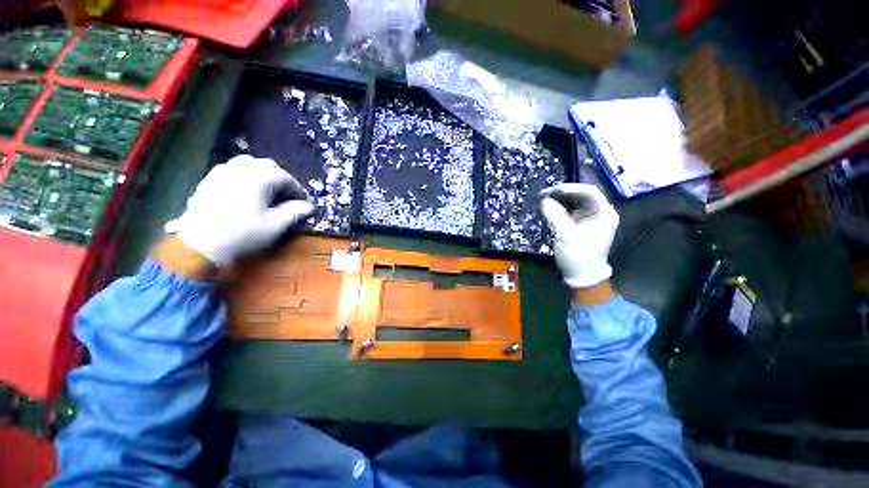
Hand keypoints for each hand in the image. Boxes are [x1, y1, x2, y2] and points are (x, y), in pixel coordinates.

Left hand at [165, 155, 314, 266]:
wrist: (200, 245)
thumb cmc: (244, 234)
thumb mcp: (276, 225)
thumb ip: (295, 212)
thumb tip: (309, 207)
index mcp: (260, 178)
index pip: (286, 178)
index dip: (299, 190)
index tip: (305, 203)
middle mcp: (242, 169)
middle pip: (268, 166)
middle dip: (282, 179)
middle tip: (288, 196)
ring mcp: (222, 172)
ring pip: (248, 163)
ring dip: (262, 174)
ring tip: (268, 190)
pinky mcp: (209, 180)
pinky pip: (231, 169)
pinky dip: (244, 176)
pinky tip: (245, 190)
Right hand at [540, 183, 619, 289]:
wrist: (581, 276)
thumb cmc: (578, 257)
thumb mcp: (566, 237)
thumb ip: (555, 216)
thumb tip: (544, 200)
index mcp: (603, 214)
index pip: (590, 192)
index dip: (570, 188)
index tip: (552, 190)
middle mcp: (598, 212)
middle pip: (581, 195)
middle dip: (562, 193)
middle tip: (543, 194)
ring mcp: (588, 217)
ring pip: (573, 201)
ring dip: (558, 199)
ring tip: (543, 199)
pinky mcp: (578, 222)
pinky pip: (568, 209)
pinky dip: (558, 207)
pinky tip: (548, 206)